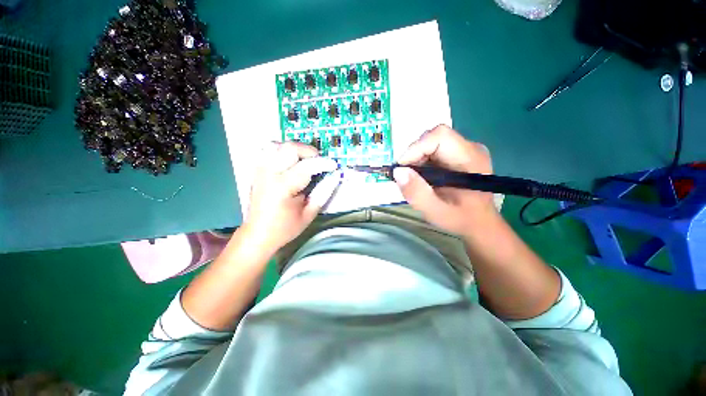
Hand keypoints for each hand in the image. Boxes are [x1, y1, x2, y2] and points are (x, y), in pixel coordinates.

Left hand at [242, 142, 339, 253]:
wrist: (257, 235)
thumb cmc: (285, 228)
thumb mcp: (309, 214)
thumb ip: (323, 193)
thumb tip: (334, 177)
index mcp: (283, 187)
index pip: (306, 166)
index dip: (323, 163)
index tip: (334, 165)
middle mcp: (269, 174)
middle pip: (289, 148)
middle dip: (309, 151)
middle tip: (319, 162)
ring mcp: (260, 171)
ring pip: (277, 145)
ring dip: (295, 149)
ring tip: (305, 160)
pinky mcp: (257, 171)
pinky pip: (268, 151)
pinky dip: (282, 151)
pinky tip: (290, 161)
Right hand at [393, 124, 497, 235]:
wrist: (479, 222)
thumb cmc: (461, 219)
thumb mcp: (436, 211)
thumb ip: (417, 193)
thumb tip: (398, 171)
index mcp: (470, 159)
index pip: (439, 136)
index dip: (416, 148)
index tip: (402, 169)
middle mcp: (470, 148)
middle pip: (433, 138)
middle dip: (414, 156)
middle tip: (406, 177)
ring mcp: (465, 150)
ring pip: (431, 143)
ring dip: (416, 159)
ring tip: (415, 180)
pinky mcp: (459, 154)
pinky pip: (434, 149)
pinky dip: (421, 161)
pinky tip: (422, 177)